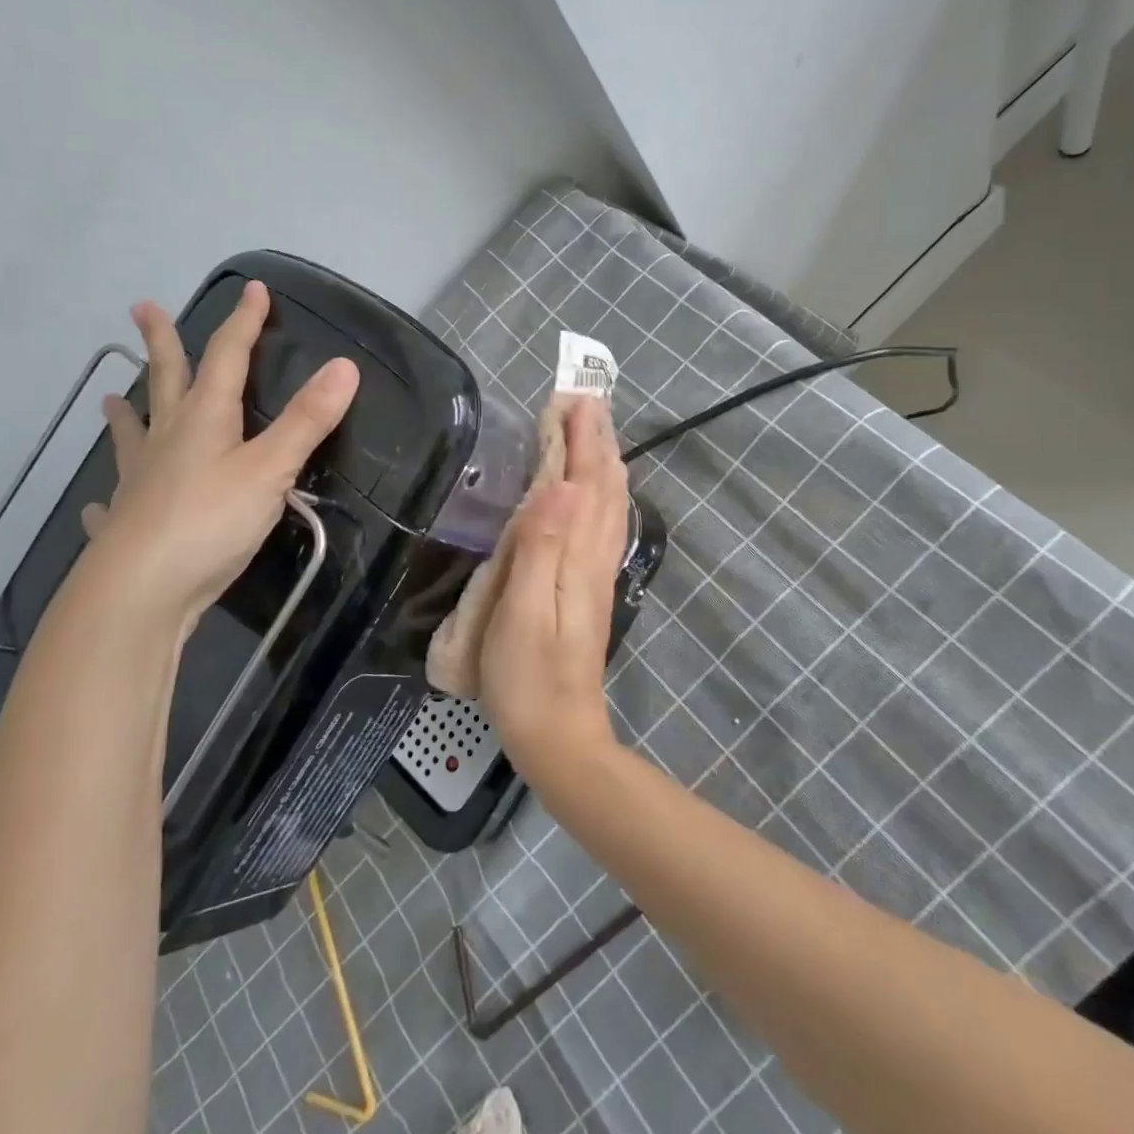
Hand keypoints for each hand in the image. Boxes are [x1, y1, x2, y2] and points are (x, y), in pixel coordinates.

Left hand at [79, 284, 358, 639]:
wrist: (141, 592)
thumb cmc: (210, 522)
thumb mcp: (271, 469)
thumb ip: (308, 421)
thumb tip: (345, 365)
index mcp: (204, 419)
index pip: (226, 357)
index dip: (244, 323)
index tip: (254, 290)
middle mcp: (167, 441)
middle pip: (167, 380)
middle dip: (162, 343)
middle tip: (142, 309)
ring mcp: (140, 482)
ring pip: (133, 436)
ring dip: (125, 415)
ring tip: (109, 398)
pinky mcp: (127, 525)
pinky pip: (115, 502)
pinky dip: (109, 498)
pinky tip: (99, 504)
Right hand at [478, 397, 630, 782]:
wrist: (558, 735)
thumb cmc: (528, 677)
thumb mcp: (523, 612)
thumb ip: (540, 547)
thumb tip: (560, 484)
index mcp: (578, 558)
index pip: (585, 484)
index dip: (581, 440)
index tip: (575, 398)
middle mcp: (596, 559)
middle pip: (605, 488)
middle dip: (598, 441)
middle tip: (588, 400)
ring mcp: (597, 575)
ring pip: (610, 506)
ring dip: (604, 463)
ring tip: (597, 431)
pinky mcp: (589, 590)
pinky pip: (604, 527)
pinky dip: (603, 495)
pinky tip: (598, 492)